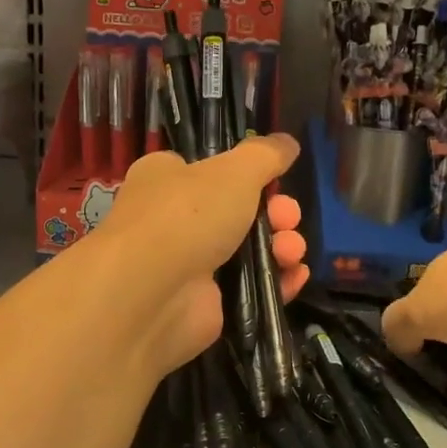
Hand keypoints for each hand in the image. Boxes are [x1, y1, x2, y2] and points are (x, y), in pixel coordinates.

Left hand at [89, 136, 308, 374]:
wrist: (151, 294)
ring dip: (281, 248)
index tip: (276, 181)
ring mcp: (190, 265)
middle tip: (288, 219)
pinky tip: (295, 277)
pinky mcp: (206, 304)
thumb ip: (265, 155)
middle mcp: (174, 220)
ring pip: (248, 252)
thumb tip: (288, 143)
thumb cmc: (187, 215)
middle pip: (239, 212)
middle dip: (275, 214)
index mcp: (167, 178)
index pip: (210, 170)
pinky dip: (276, 283)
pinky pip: (249, 289)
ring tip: (291, 252)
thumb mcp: (234, 171)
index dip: (248, 175)